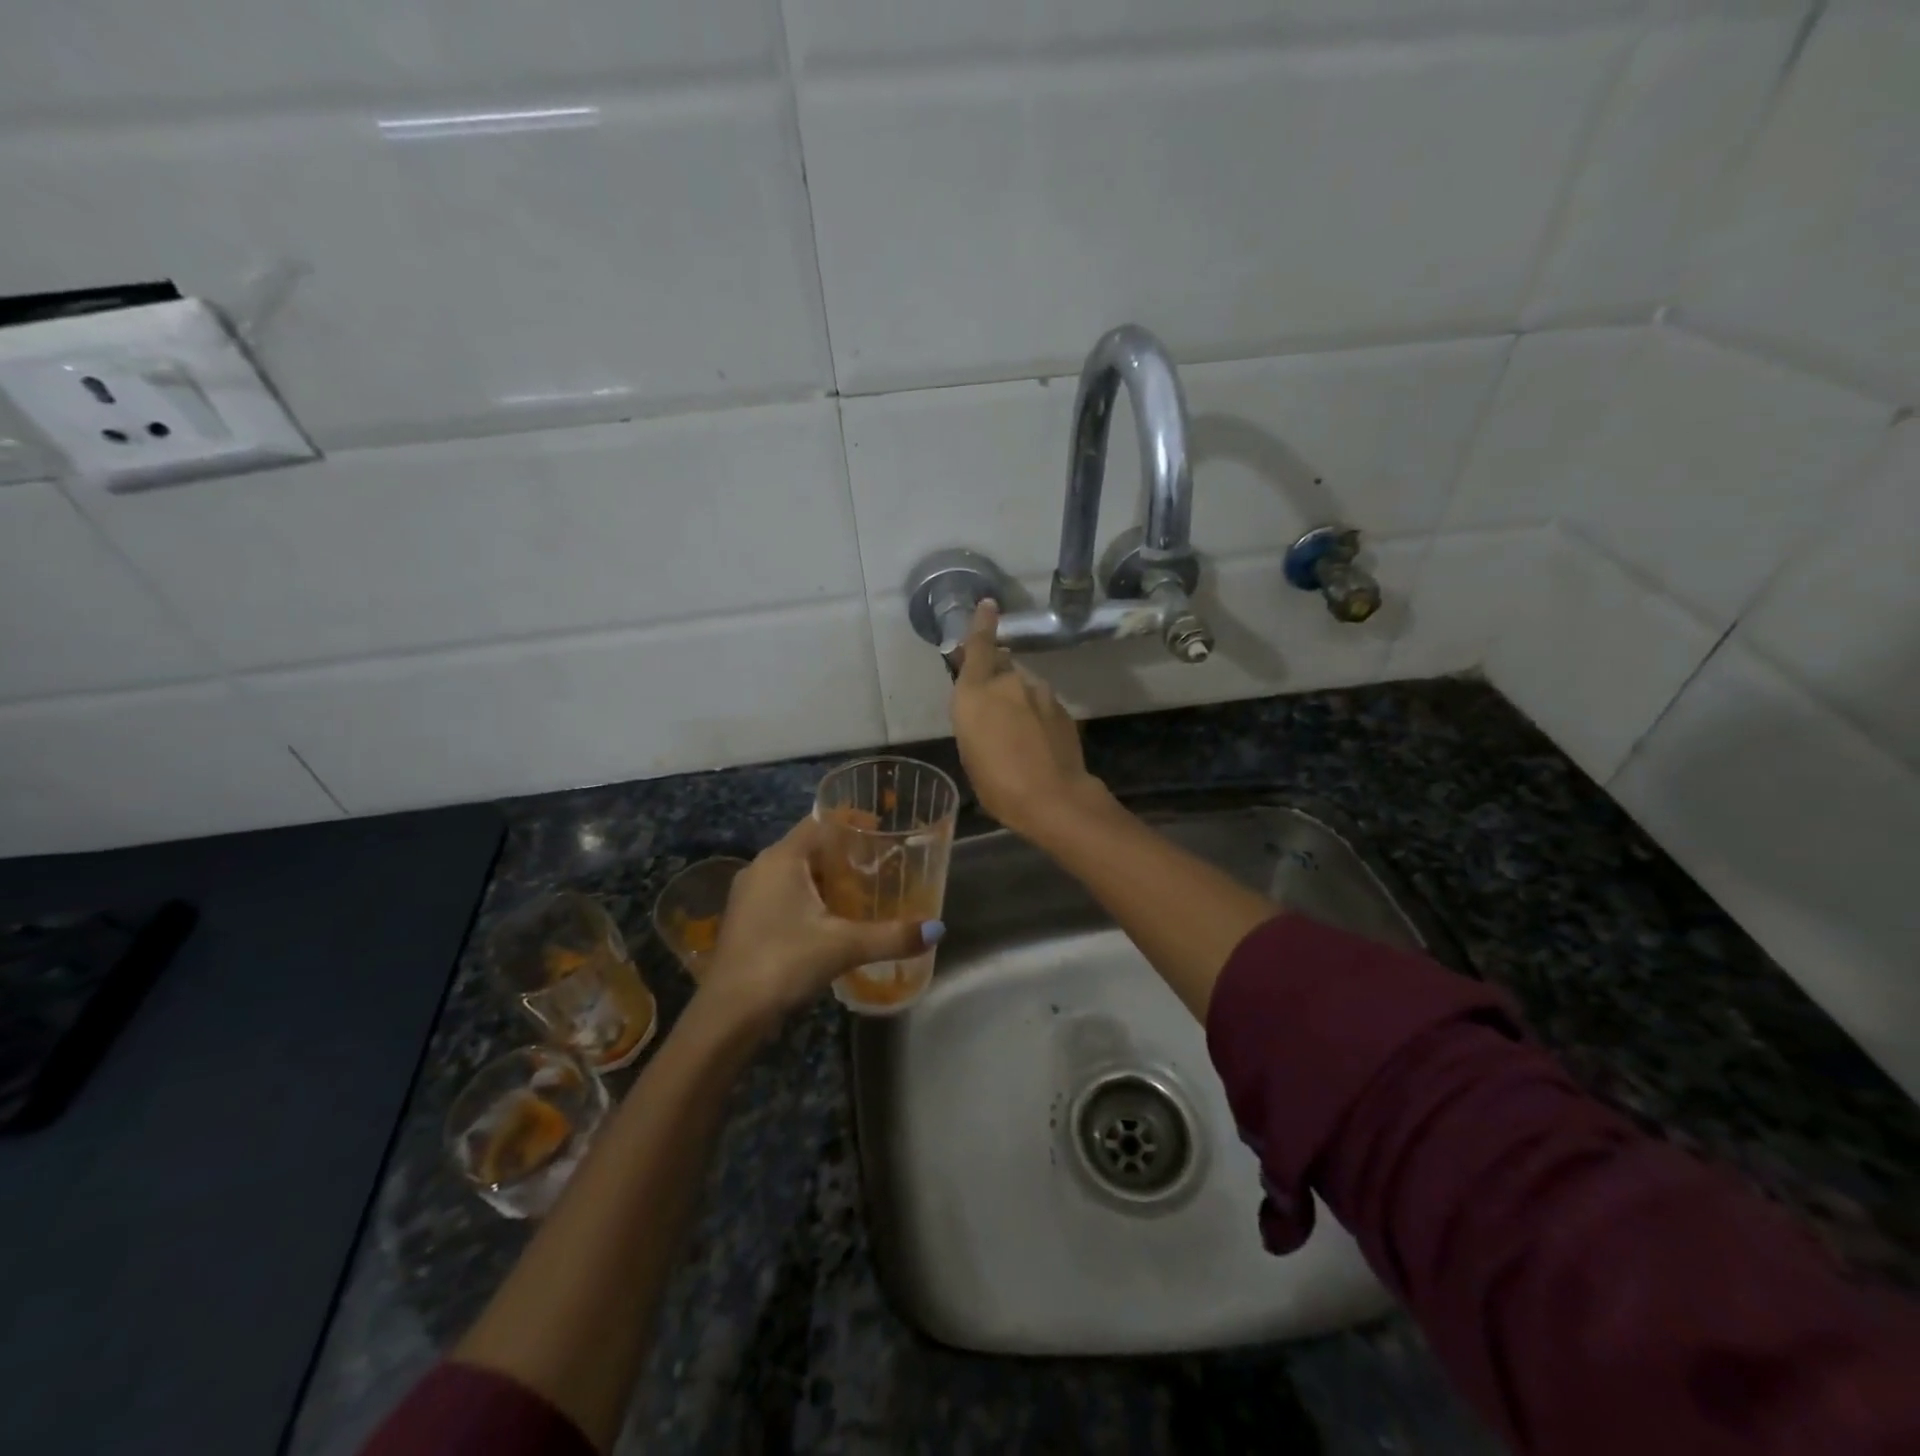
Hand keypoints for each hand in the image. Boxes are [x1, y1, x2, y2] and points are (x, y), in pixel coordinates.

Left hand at [696, 816, 935, 1031]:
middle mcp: (761, 868)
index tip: (882, 831)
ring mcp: (749, 895)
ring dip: (826, 879)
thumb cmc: (783, 962)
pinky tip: (832, 921)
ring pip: (795, 873)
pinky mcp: (746, 920)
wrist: (728, 1015)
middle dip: (844, 854)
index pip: (820, 822)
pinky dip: (810, 898)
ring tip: (862, 892)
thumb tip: (937, 929)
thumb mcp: (843, 946)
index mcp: (781, 859)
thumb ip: (891, 936)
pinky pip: (784, 894)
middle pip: (809, 847)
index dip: (851, 822)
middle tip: (880, 866)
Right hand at [950, 601, 1108, 839]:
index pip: (978, 647)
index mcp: (975, 693)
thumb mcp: (970, 751)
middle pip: (1001, 666)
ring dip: (1017, 697)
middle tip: (992, 703)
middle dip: (995, 675)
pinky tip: (1035, 738)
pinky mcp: (1061, 708)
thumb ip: (975, 718)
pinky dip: (1035, 712)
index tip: (989, 604)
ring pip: (1023, 685)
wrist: (1053, 797)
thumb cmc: (997, 783)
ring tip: (1016, 729)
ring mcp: (1039, 693)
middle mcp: (1007, 683)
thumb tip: (985, 705)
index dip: (982, 624)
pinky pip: (1041, 702)